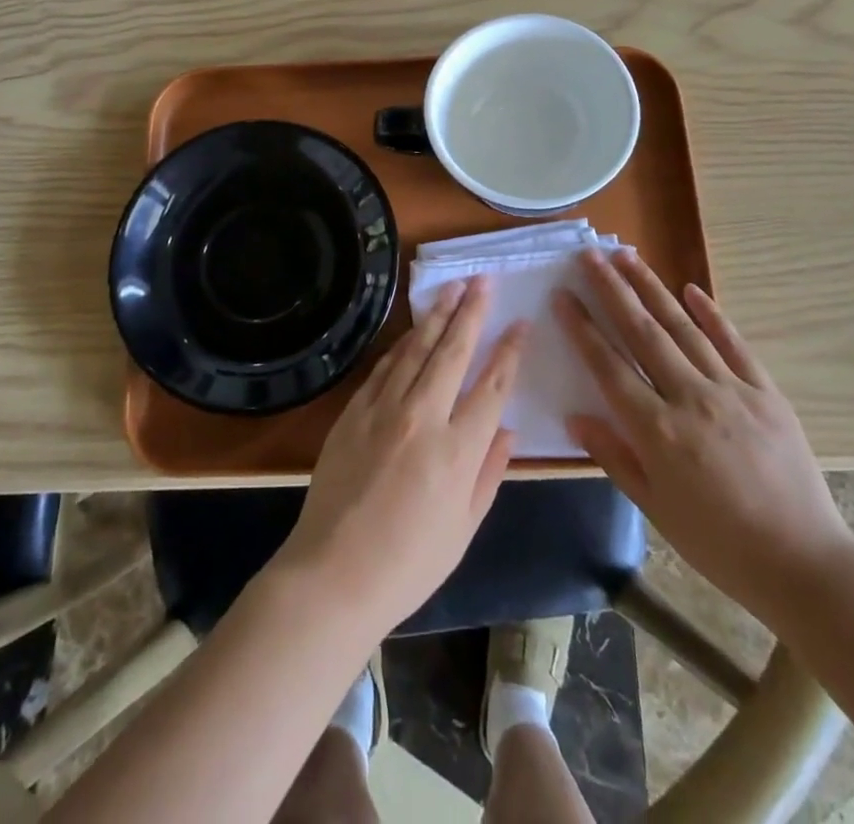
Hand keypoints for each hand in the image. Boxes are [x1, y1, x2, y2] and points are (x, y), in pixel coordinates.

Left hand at [271, 277, 524, 638]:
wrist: (333, 573)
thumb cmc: (408, 563)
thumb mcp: (464, 528)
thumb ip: (489, 472)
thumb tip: (508, 429)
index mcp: (458, 450)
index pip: (492, 385)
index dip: (509, 350)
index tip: (520, 322)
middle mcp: (423, 417)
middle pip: (453, 351)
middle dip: (472, 311)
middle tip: (484, 280)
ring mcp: (384, 409)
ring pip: (416, 349)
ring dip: (437, 315)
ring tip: (453, 288)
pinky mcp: (354, 411)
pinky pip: (384, 366)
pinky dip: (402, 344)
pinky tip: (413, 329)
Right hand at [557, 248, 853, 622]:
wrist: (805, 564)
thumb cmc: (719, 544)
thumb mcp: (655, 508)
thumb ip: (614, 456)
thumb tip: (575, 416)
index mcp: (657, 430)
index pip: (608, 365)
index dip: (582, 327)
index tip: (562, 295)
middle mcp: (690, 398)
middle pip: (642, 332)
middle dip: (612, 289)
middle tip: (589, 255)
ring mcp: (731, 390)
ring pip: (682, 327)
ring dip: (652, 288)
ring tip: (627, 256)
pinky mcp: (766, 392)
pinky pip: (733, 344)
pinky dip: (711, 314)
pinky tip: (691, 290)